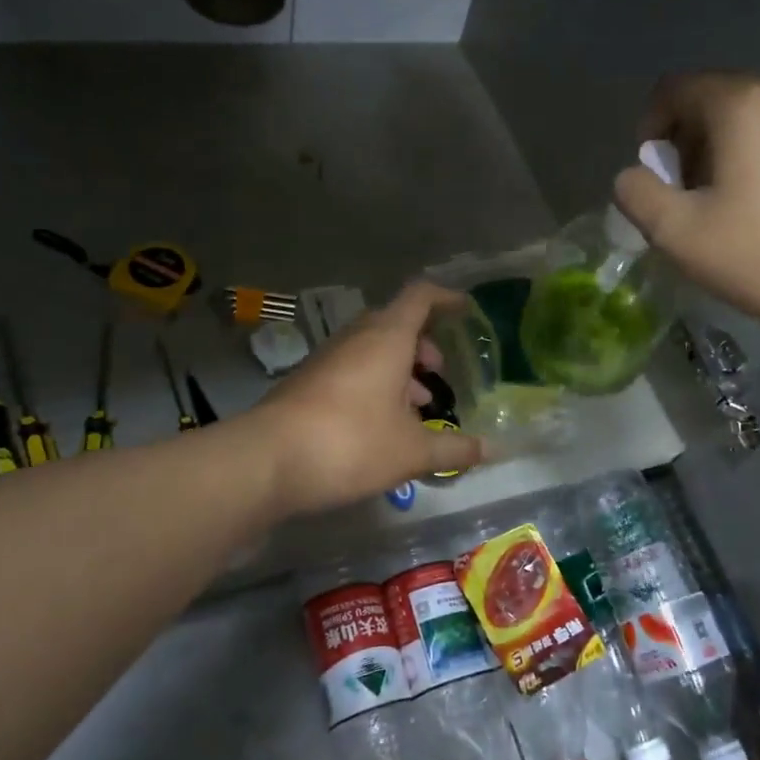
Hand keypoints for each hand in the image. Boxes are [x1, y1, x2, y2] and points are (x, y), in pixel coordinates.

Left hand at [254, 281, 483, 516]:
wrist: (266, 462)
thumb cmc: (350, 443)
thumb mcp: (411, 451)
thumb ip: (454, 448)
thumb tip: (494, 451)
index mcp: (386, 339)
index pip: (419, 297)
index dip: (445, 298)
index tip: (465, 309)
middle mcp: (354, 340)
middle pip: (394, 323)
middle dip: (421, 344)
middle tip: (438, 373)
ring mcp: (326, 361)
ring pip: (370, 350)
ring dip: (397, 368)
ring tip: (415, 405)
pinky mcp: (306, 384)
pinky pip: (350, 370)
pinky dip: (373, 384)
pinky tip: (380, 424)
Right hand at [613, 71, 759, 340]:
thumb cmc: (757, 254)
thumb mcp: (676, 231)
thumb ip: (637, 193)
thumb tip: (632, 177)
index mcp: (741, 104)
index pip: (676, 89)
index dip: (650, 128)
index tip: (651, 175)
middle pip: (712, 100)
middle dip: (684, 143)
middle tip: (679, 195)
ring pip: (746, 120)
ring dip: (716, 153)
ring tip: (714, 205)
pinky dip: (751, 160)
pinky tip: (752, 208)